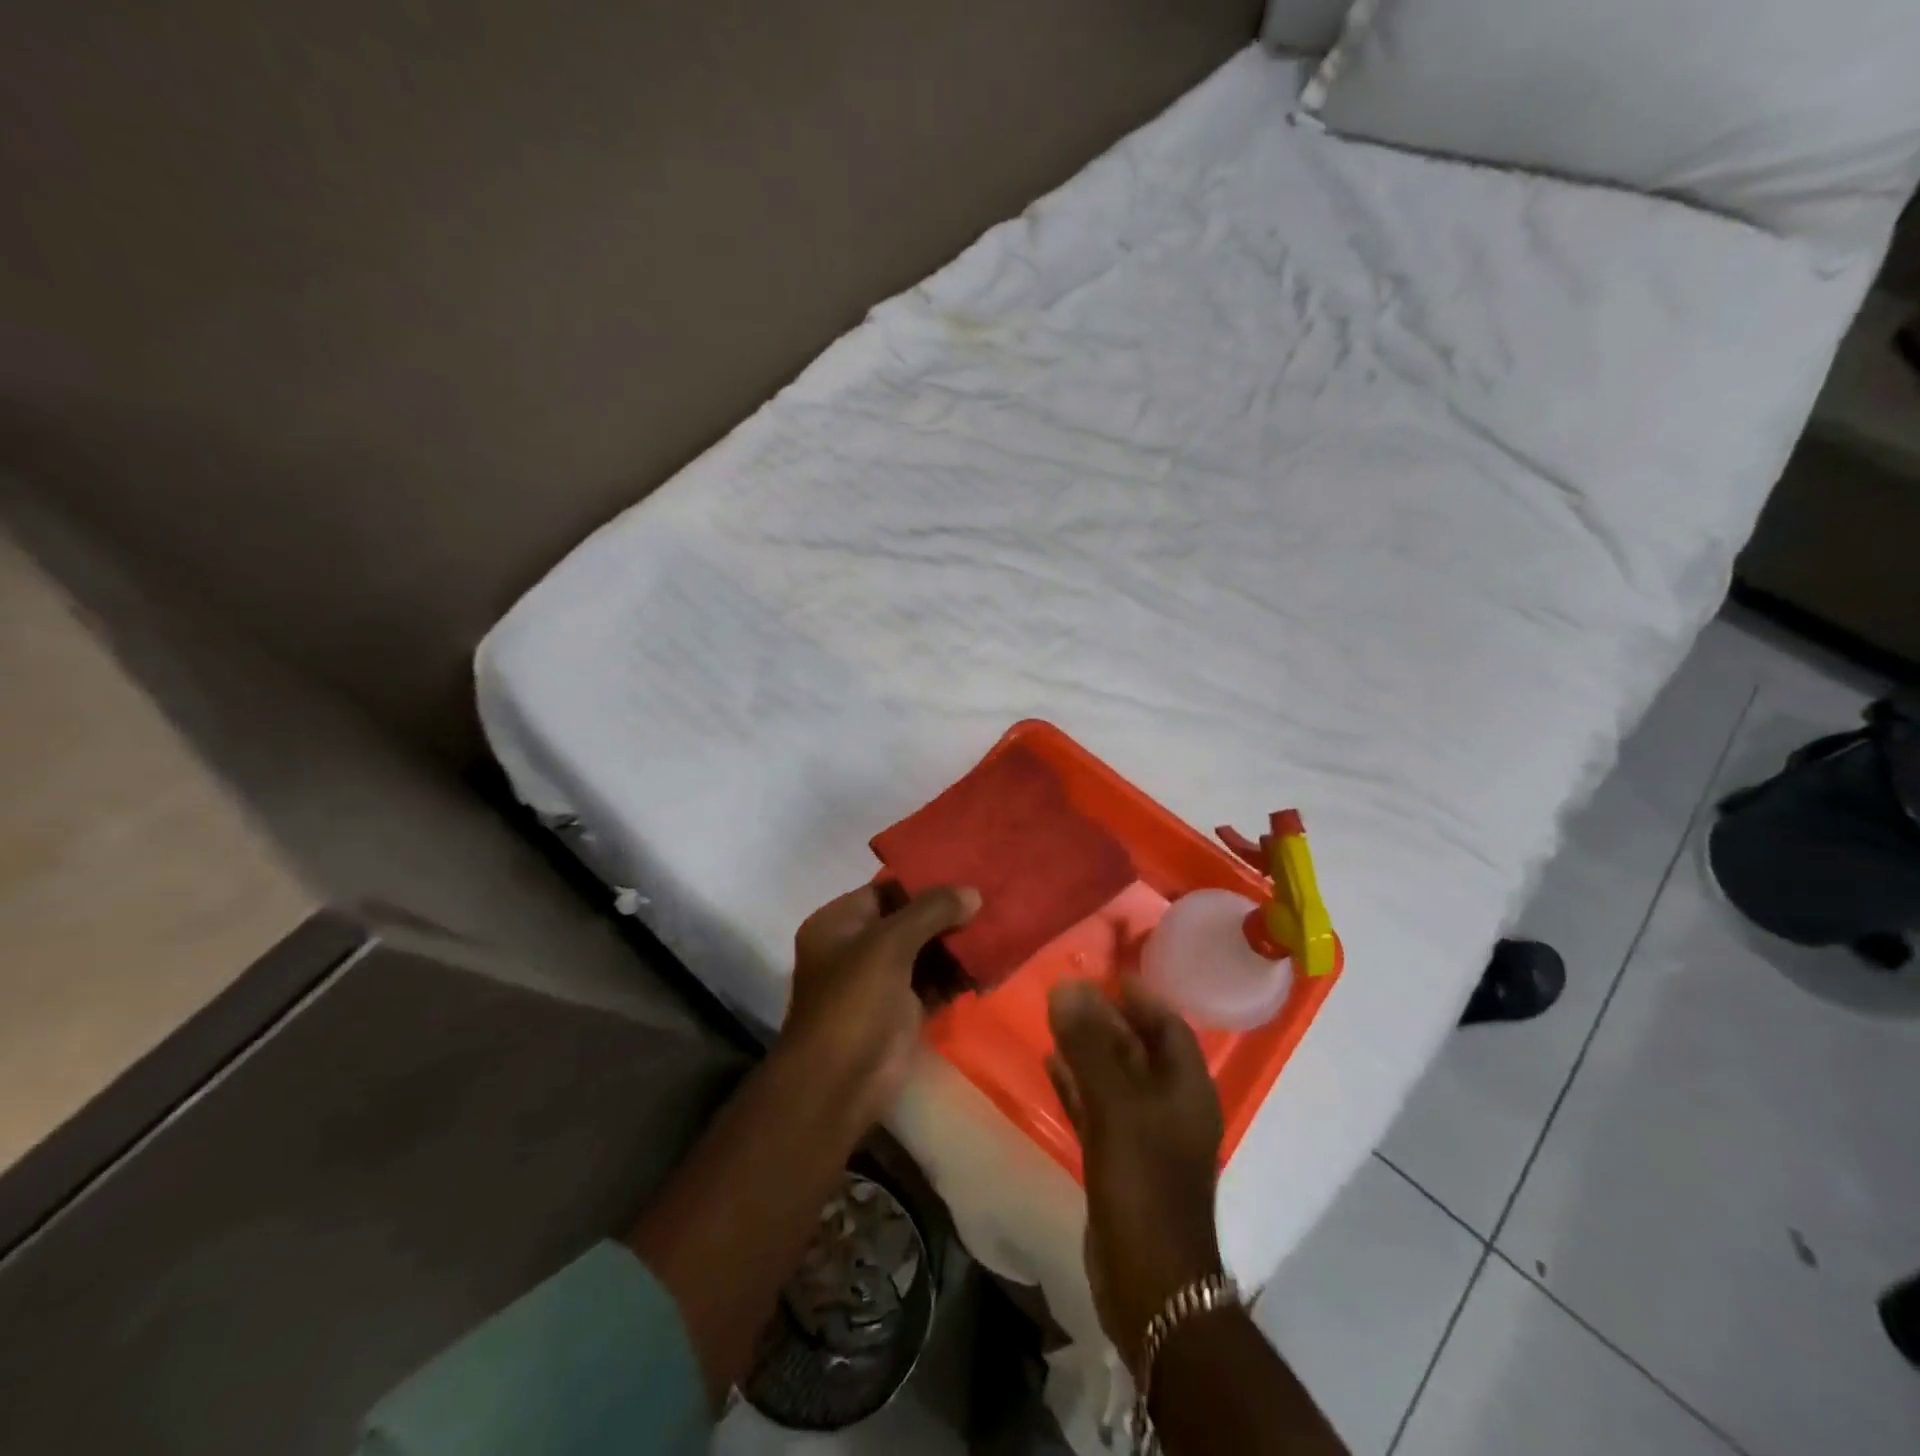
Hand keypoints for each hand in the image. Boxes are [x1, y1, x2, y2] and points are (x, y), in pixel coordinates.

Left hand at [781, 882, 980, 1127]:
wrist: (838, 1085)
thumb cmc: (854, 1002)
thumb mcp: (888, 945)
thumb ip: (930, 911)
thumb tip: (973, 892)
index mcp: (839, 923)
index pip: (887, 889)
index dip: (925, 881)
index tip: (968, 871)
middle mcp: (857, 947)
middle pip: (909, 920)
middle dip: (948, 914)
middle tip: (992, 900)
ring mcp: (880, 981)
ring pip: (925, 953)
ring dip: (957, 946)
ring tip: (999, 929)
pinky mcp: (901, 1012)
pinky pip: (934, 984)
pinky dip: (957, 977)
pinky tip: (990, 967)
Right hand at [1047, 978, 1225, 1373]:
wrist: (1148, 1282)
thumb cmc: (1143, 1182)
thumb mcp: (1115, 1106)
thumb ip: (1090, 1046)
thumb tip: (1066, 986)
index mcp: (1186, 1087)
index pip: (1168, 1024)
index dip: (1140, 995)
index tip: (1106, 970)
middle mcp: (1171, 1105)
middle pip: (1139, 1048)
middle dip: (1106, 1018)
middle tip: (1068, 989)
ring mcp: (1145, 1135)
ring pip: (1115, 1077)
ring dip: (1088, 1049)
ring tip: (1054, 1018)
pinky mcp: (1120, 1159)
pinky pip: (1098, 1107)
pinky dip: (1077, 1085)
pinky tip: (1049, 1064)